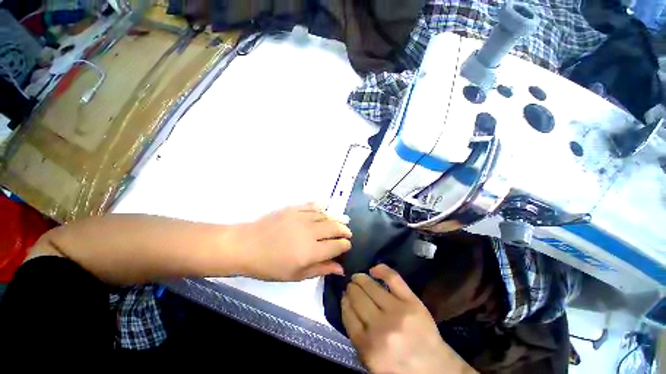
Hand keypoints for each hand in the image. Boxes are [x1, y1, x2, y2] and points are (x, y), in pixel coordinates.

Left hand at [231, 203, 351, 280]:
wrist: (246, 246)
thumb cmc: (270, 266)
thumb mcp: (296, 275)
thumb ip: (320, 269)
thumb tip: (340, 268)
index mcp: (311, 252)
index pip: (337, 246)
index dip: (345, 245)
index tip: (347, 246)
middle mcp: (310, 232)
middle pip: (335, 228)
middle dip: (345, 230)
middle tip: (348, 233)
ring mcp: (302, 218)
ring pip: (327, 216)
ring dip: (336, 219)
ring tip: (341, 222)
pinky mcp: (294, 209)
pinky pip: (313, 206)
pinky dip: (322, 207)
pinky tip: (326, 208)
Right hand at [342, 264, 476, 373]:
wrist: (435, 369)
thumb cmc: (399, 367)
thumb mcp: (370, 362)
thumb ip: (356, 336)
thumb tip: (347, 304)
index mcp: (368, 347)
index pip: (347, 314)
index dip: (344, 302)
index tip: (344, 296)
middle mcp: (380, 328)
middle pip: (357, 297)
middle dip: (351, 289)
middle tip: (351, 286)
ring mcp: (397, 311)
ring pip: (370, 286)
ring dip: (360, 279)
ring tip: (358, 277)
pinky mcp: (412, 301)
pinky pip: (392, 278)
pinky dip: (380, 269)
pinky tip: (373, 269)